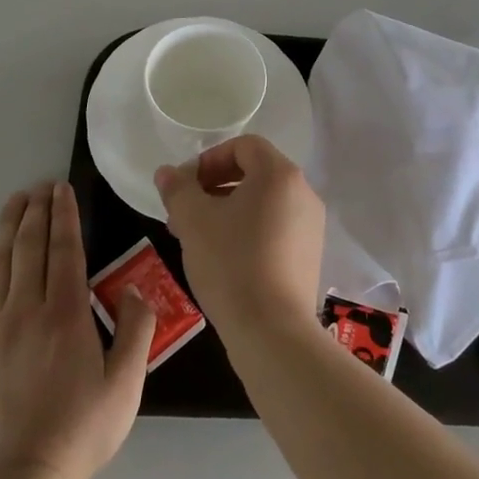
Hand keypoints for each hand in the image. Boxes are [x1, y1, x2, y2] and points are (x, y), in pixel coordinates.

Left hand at [0, 182, 154, 478]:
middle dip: (36, 212)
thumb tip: (138, 291)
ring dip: (8, 228)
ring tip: (13, 201)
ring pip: (0, 264)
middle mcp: (26, 309)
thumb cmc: (82, 429)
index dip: (65, 215)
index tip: (62, 189)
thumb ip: (137, 330)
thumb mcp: (127, 382)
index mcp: (66, 313)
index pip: (66, 250)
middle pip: (30, 248)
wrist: (23, 477)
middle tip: (39, 186)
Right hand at [155, 135, 325, 342]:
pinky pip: (276, 227)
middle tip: (185, 213)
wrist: (273, 332)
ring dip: (229, 210)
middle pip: (255, 173)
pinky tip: (225, 259)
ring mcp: (311, 225)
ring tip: (199, 238)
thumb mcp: (193, 221)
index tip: (186, 187)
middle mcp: (303, 192)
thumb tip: (167, 173)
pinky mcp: (310, 255)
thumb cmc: (231, 264)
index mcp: (279, 174)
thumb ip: (178, 190)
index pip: (244, 146)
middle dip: (215, 187)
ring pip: (263, 203)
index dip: (210, 159)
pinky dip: (249, 231)